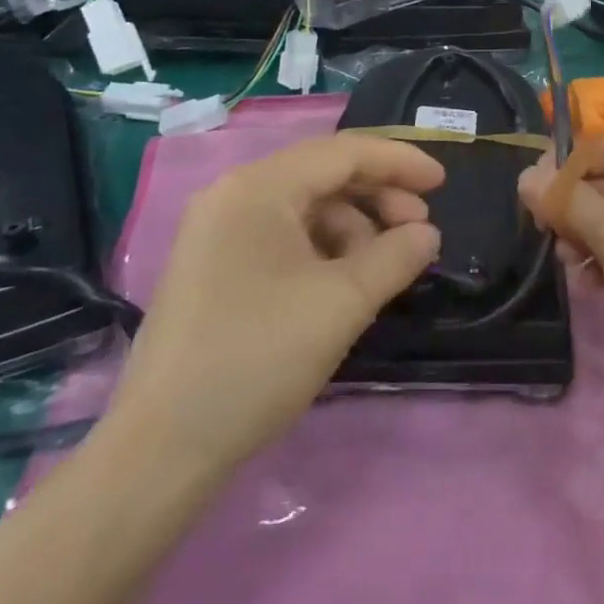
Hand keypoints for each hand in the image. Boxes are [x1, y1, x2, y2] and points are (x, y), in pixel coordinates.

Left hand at [104, 135, 444, 471]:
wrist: (161, 450)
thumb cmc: (258, 359)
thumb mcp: (342, 303)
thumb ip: (396, 256)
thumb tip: (427, 235)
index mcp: (258, 188)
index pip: (344, 153)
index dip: (400, 162)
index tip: (442, 184)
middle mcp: (233, 196)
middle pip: (323, 175)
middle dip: (379, 198)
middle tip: (419, 232)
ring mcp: (217, 232)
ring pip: (305, 209)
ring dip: (354, 228)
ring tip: (384, 268)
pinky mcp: (213, 267)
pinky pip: (283, 237)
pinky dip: (324, 250)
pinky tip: (346, 282)